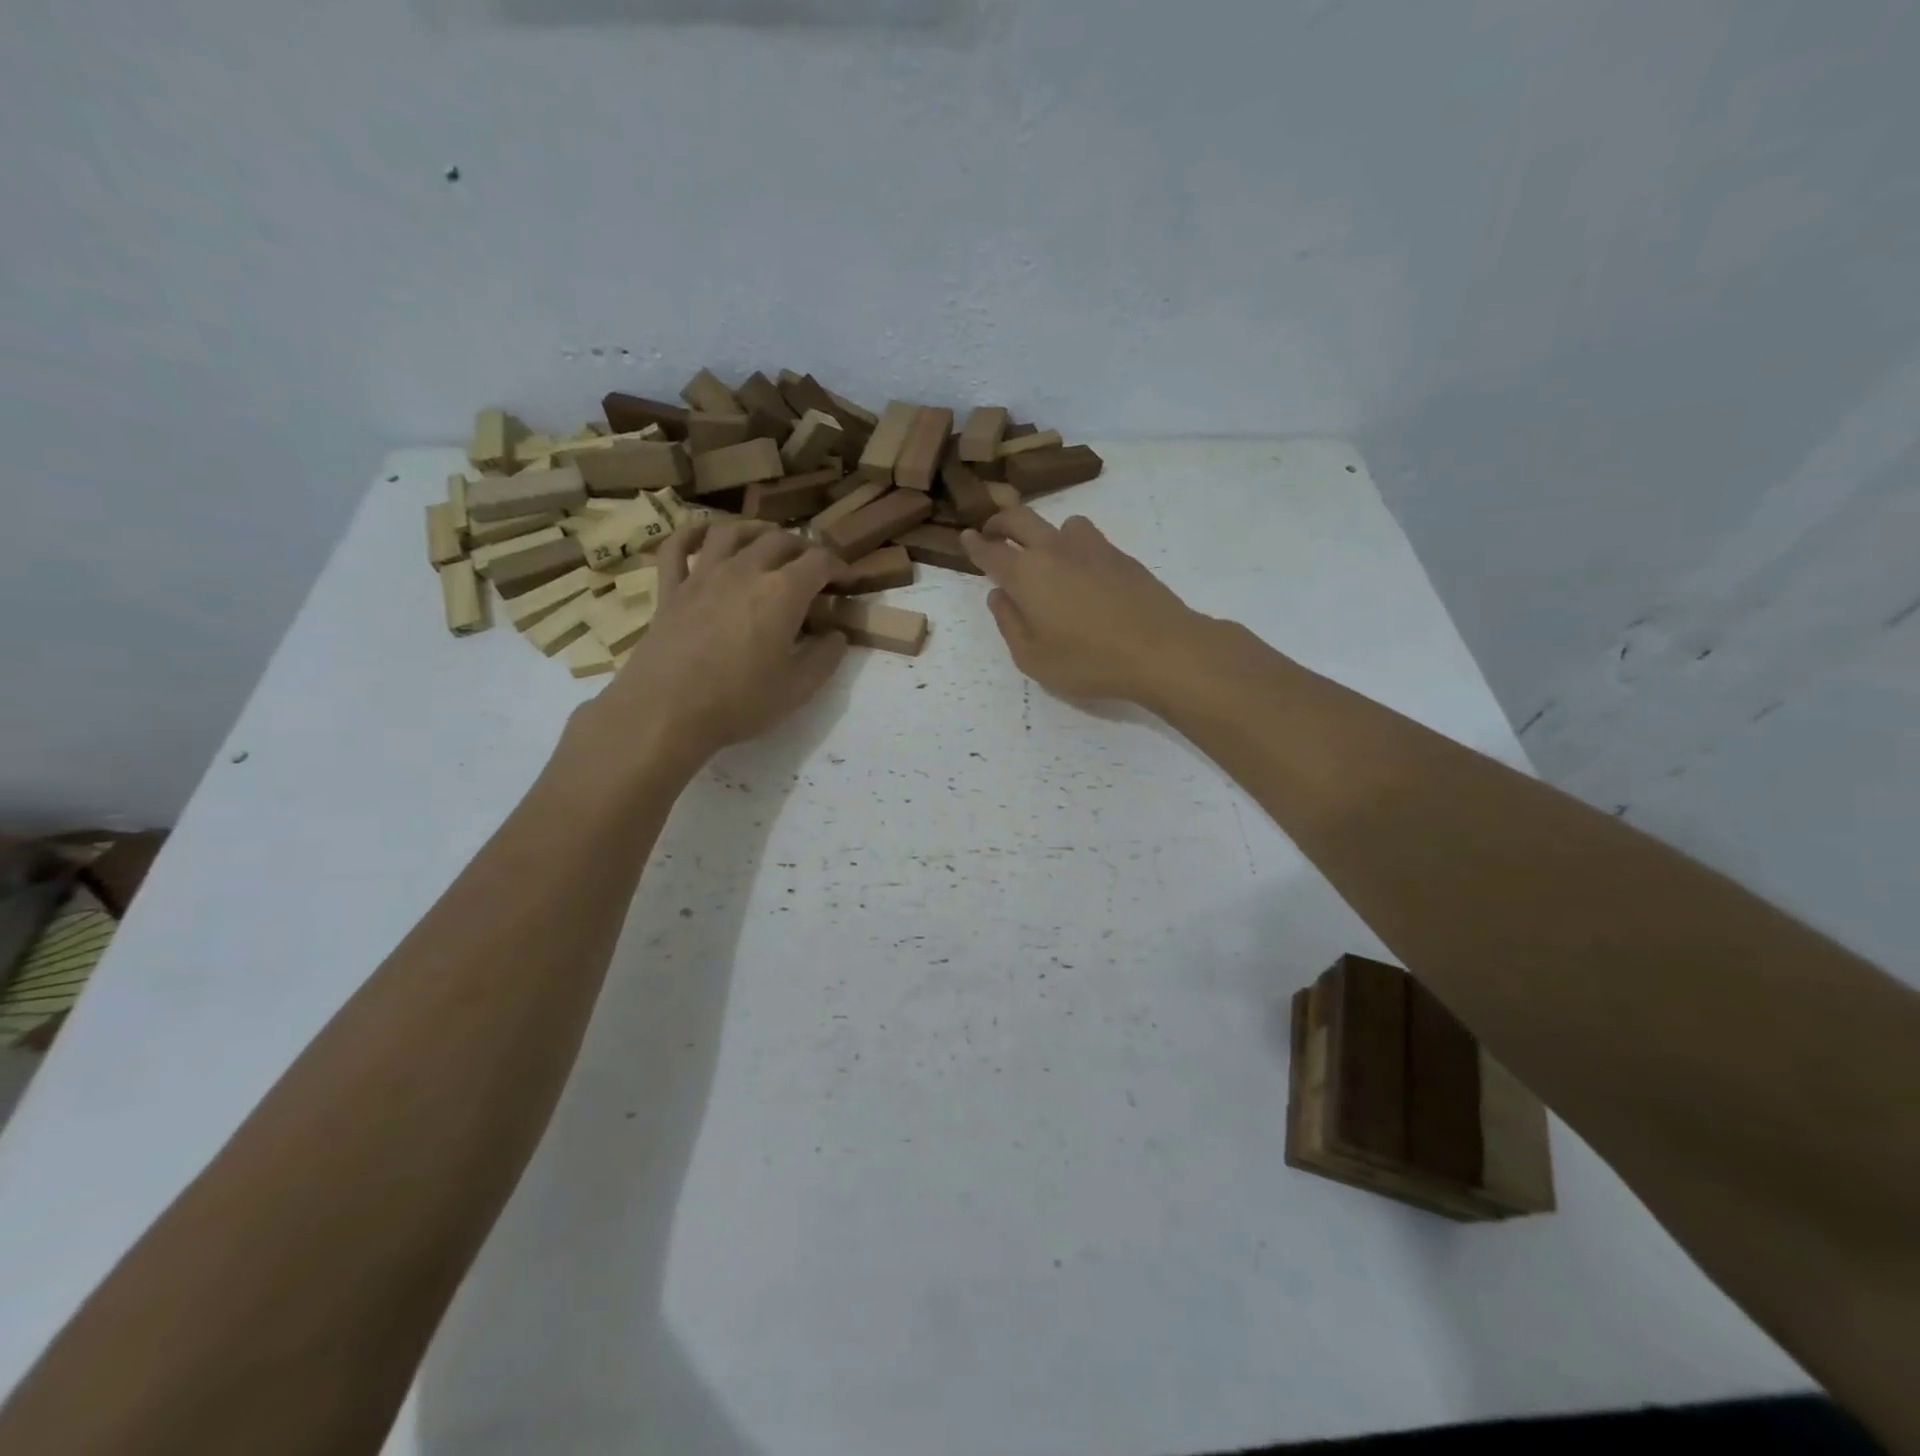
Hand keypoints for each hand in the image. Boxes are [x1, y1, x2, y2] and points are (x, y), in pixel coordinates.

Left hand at [574, 520, 846, 768]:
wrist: (666, 712)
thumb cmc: (740, 702)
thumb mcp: (799, 689)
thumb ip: (825, 657)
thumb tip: (836, 635)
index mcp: (783, 592)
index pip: (819, 561)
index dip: (839, 566)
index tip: (846, 581)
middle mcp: (745, 570)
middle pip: (779, 540)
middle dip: (803, 548)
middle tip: (812, 567)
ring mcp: (703, 575)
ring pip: (732, 532)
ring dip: (756, 531)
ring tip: (767, 541)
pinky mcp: (670, 589)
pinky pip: (678, 547)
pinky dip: (693, 534)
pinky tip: (705, 536)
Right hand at [961, 508, 1210, 706]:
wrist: (1160, 648)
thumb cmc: (1088, 661)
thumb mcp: (1033, 658)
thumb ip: (1010, 624)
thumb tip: (998, 596)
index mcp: (1026, 574)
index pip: (991, 551)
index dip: (975, 544)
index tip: (966, 538)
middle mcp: (1054, 550)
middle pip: (1020, 519)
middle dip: (1000, 522)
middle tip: (992, 532)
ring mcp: (1091, 548)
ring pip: (1060, 523)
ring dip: (1044, 531)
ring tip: (1046, 555)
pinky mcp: (1121, 555)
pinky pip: (1088, 538)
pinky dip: (1075, 546)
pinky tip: (1083, 572)